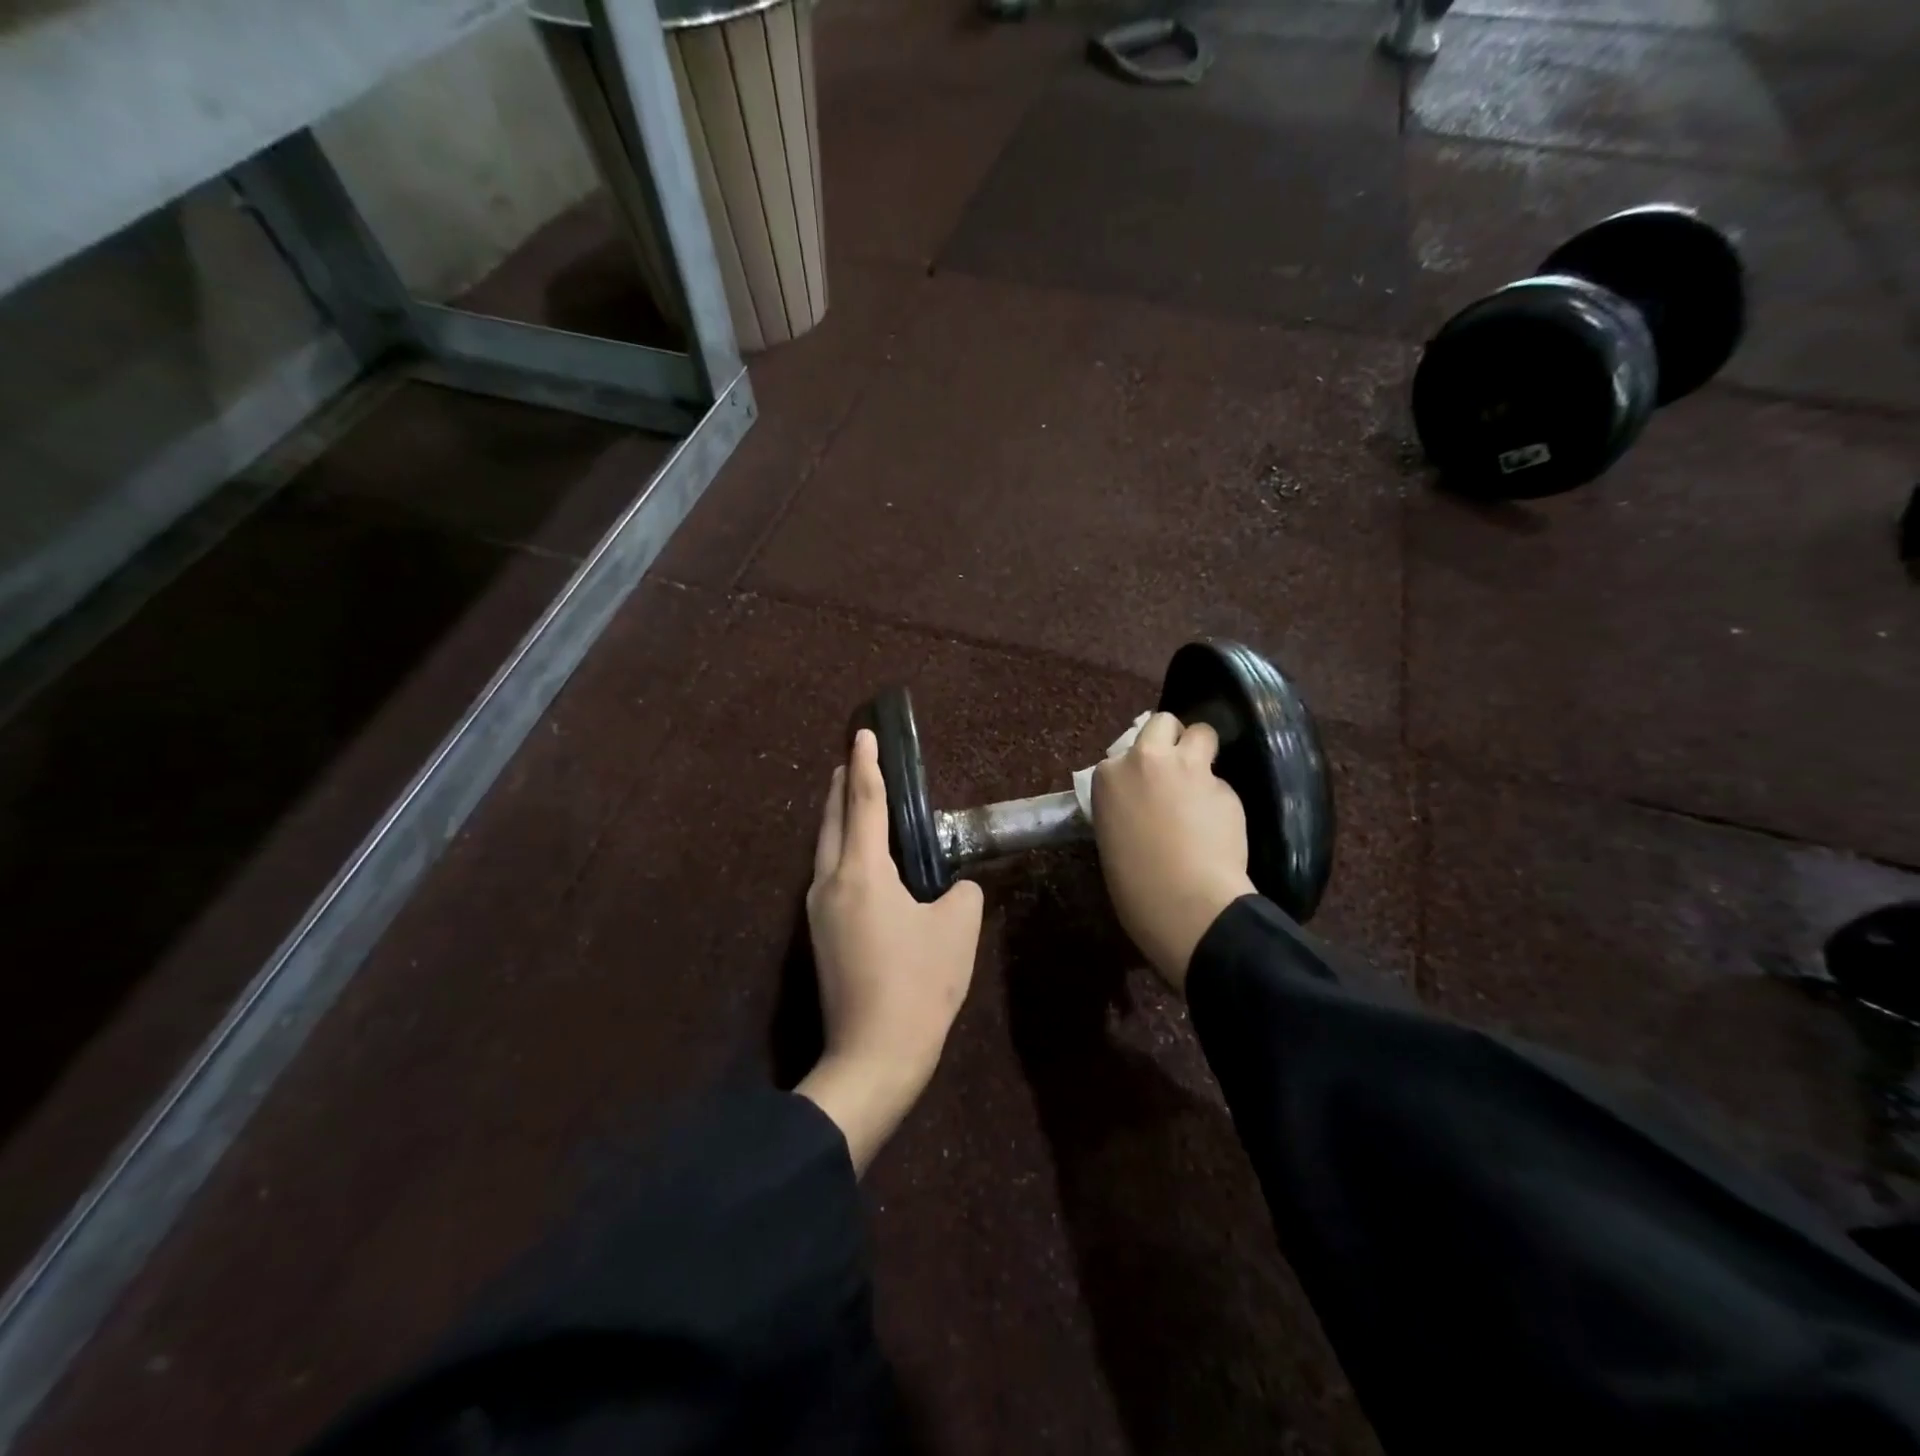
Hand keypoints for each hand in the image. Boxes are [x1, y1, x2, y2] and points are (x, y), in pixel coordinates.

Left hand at [796, 729, 983, 1173]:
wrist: (873, 1054)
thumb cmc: (919, 984)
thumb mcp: (958, 929)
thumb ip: (961, 892)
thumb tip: (952, 887)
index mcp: (862, 872)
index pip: (865, 801)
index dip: (866, 763)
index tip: (862, 733)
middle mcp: (830, 882)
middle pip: (833, 818)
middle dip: (843, 783)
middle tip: (854, 757)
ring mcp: (818, 910)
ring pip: (825, 846)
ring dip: (838, 815)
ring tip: (852, 796)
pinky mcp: (820, 934)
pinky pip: (828, 872)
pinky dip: (840, 847)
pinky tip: (856, 854)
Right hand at [1091, 713, 1253, 990]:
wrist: (1185, 903)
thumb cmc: (1133, 885)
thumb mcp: (1111, 837)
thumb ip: (1125, 805)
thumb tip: (1143, 803)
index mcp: (1109, 776)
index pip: (1122, 753)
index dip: (1136, 769)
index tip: (1142, 790)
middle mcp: (1146, 760)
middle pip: (1162, 723)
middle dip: (1170, 738)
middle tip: (1175, 768)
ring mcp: (1189, 769)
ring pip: (1202, 733)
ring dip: (1201, 751)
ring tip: (1201, 783)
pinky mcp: (1224, 786)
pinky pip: (1221, 782)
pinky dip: (1219, 797)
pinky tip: (1219, 825)